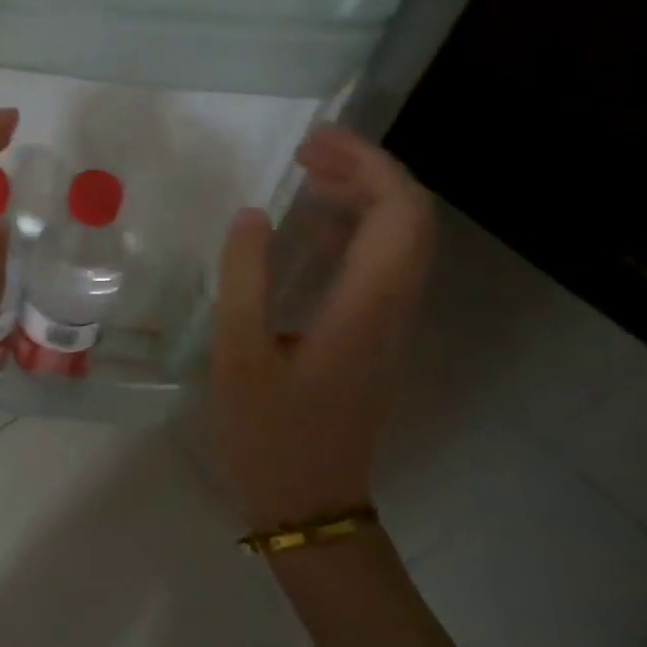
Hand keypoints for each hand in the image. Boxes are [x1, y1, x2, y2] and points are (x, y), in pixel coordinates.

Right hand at [211, 126, 433, 532]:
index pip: (400, 212)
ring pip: (395, 244)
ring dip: (359, 201)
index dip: (368, 165)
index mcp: (366, 306)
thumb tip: (251, 216)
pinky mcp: (370, 340)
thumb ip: (244, 280)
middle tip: (306, 152)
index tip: (314, 144)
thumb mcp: (238, 355)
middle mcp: (391, 308)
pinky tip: (305, 233)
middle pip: (407, 220)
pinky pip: (375, 270)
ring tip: (304, 177)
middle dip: (365, 173)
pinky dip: (348, 236)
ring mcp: (386, 326)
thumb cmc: (268, 432)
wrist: (309, 502)